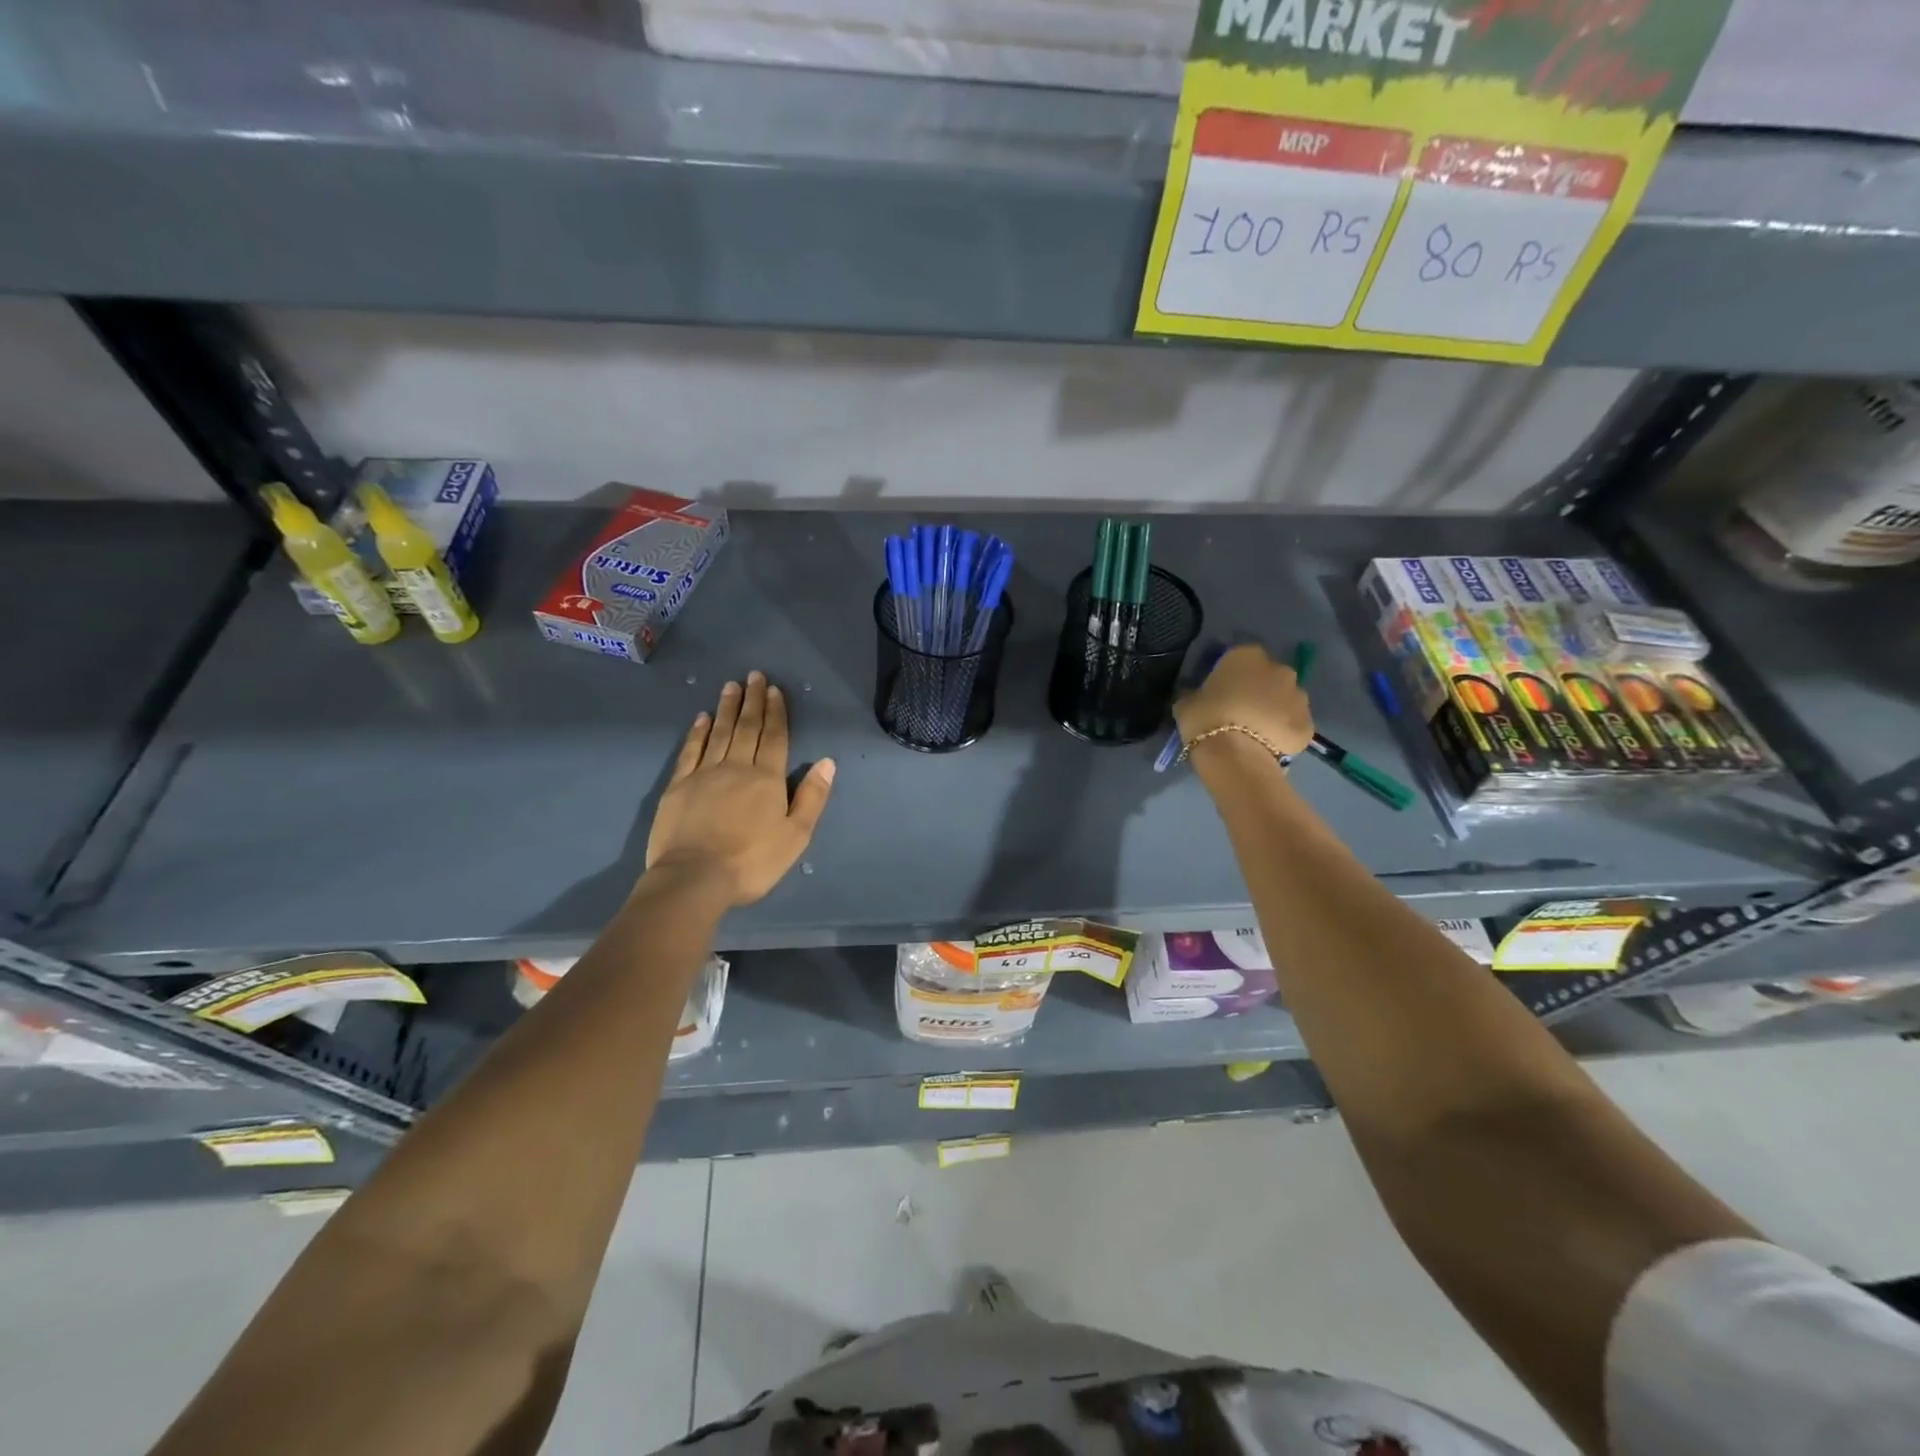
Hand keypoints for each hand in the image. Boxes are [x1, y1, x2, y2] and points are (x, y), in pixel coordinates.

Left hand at [645, 672, 836, 906]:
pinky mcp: (678, 786)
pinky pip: (690, 750)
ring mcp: (704, 774)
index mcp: (767, 779)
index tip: (775, 690)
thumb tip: (827, 762)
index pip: (775, 737)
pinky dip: (697, 732)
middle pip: (747, 728)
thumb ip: (812, 797)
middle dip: (753, 701)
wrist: (694, 878)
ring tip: (731, 686)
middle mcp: (736, 767)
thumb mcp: (796, 836)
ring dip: (727, 708)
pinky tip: (702, 718)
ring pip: (719, 733)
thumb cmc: (752, 861)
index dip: (776, 713)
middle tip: (754, 676)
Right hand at [1174, 644, 1313, 758]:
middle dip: (1258, 690)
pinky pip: (1294, 724)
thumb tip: (1198, 697)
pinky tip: (1267, 747)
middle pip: (1268, 677)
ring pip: (1285, 699)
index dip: (1230, 676)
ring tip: (1255, 732)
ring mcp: (1299, 696)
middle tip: (1239, 712)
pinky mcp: (1308, 724)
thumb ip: (1196, 694)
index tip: (1220, 692)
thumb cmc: (1206, 719)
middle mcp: (1278, 669)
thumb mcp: (1187, 702)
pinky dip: (1284, 732)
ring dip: (1274, 710)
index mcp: (1247, 656)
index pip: (1239, 658)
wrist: (1235, 756)